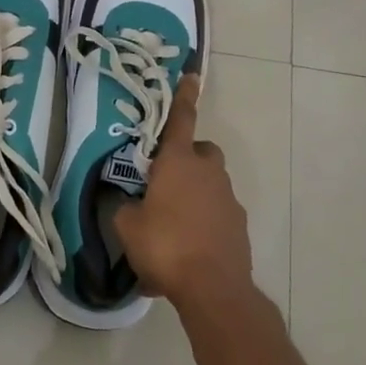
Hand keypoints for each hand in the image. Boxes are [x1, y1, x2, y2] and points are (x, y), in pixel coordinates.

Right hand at [115, 75, 252, 312]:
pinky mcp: (239, 226)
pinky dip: (204, 224)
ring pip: (210, 185)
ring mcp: (228, 199)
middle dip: (187, 159)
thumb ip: (126, 208)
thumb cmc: (165, 245)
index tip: (192, 75)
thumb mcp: (128, 226)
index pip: (181, 119)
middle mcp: (208, 172)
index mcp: (179, 162)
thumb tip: (131, 205)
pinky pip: (216, 215)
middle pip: (201, 152)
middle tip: (165, 181)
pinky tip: (186, 252)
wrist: (213, 289)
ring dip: (194, 195)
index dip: (184, 96)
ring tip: (171, 228)